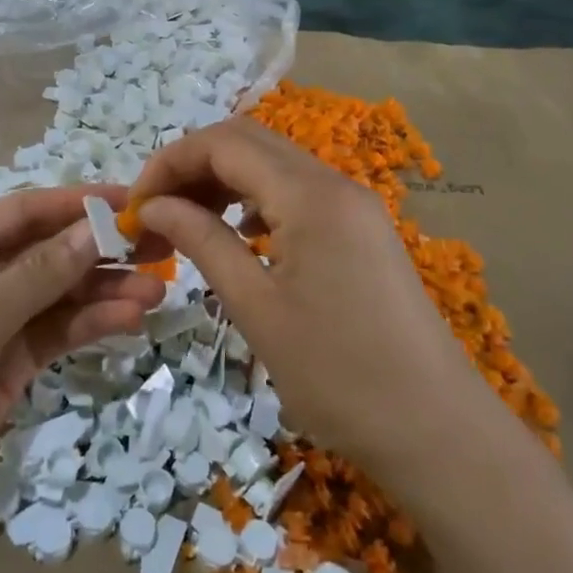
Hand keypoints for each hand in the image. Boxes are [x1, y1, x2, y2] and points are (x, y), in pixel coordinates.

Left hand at [0, 188, 163, 572]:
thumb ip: (39, 273)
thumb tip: (95, 229)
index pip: (22, 212)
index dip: (75, 203)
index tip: (131, 200)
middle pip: (46, 252)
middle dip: (100, 248)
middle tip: (159, 246)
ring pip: (58, 295)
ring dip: (104, 290)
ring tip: (157, 290)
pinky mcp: (8, 365)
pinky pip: (56, 333)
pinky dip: (90, 325)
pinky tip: (129, 319)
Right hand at [128, 119, 494, 473]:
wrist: (437, 430)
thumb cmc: (338, 374)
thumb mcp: (256, 307)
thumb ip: (202, 241)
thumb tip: (152, 207)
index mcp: (310, 194)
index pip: (223, 143)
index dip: (169, 164)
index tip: (136, 208)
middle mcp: (334, 183)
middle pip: (248, 143)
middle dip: (192, 168)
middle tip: (154, 216)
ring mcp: (353, 205)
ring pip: (272, 166)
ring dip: (222, 183)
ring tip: (186, 227)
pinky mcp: (361, 231)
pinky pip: (296, 195)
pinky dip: (255, 203)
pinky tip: (238, 239)